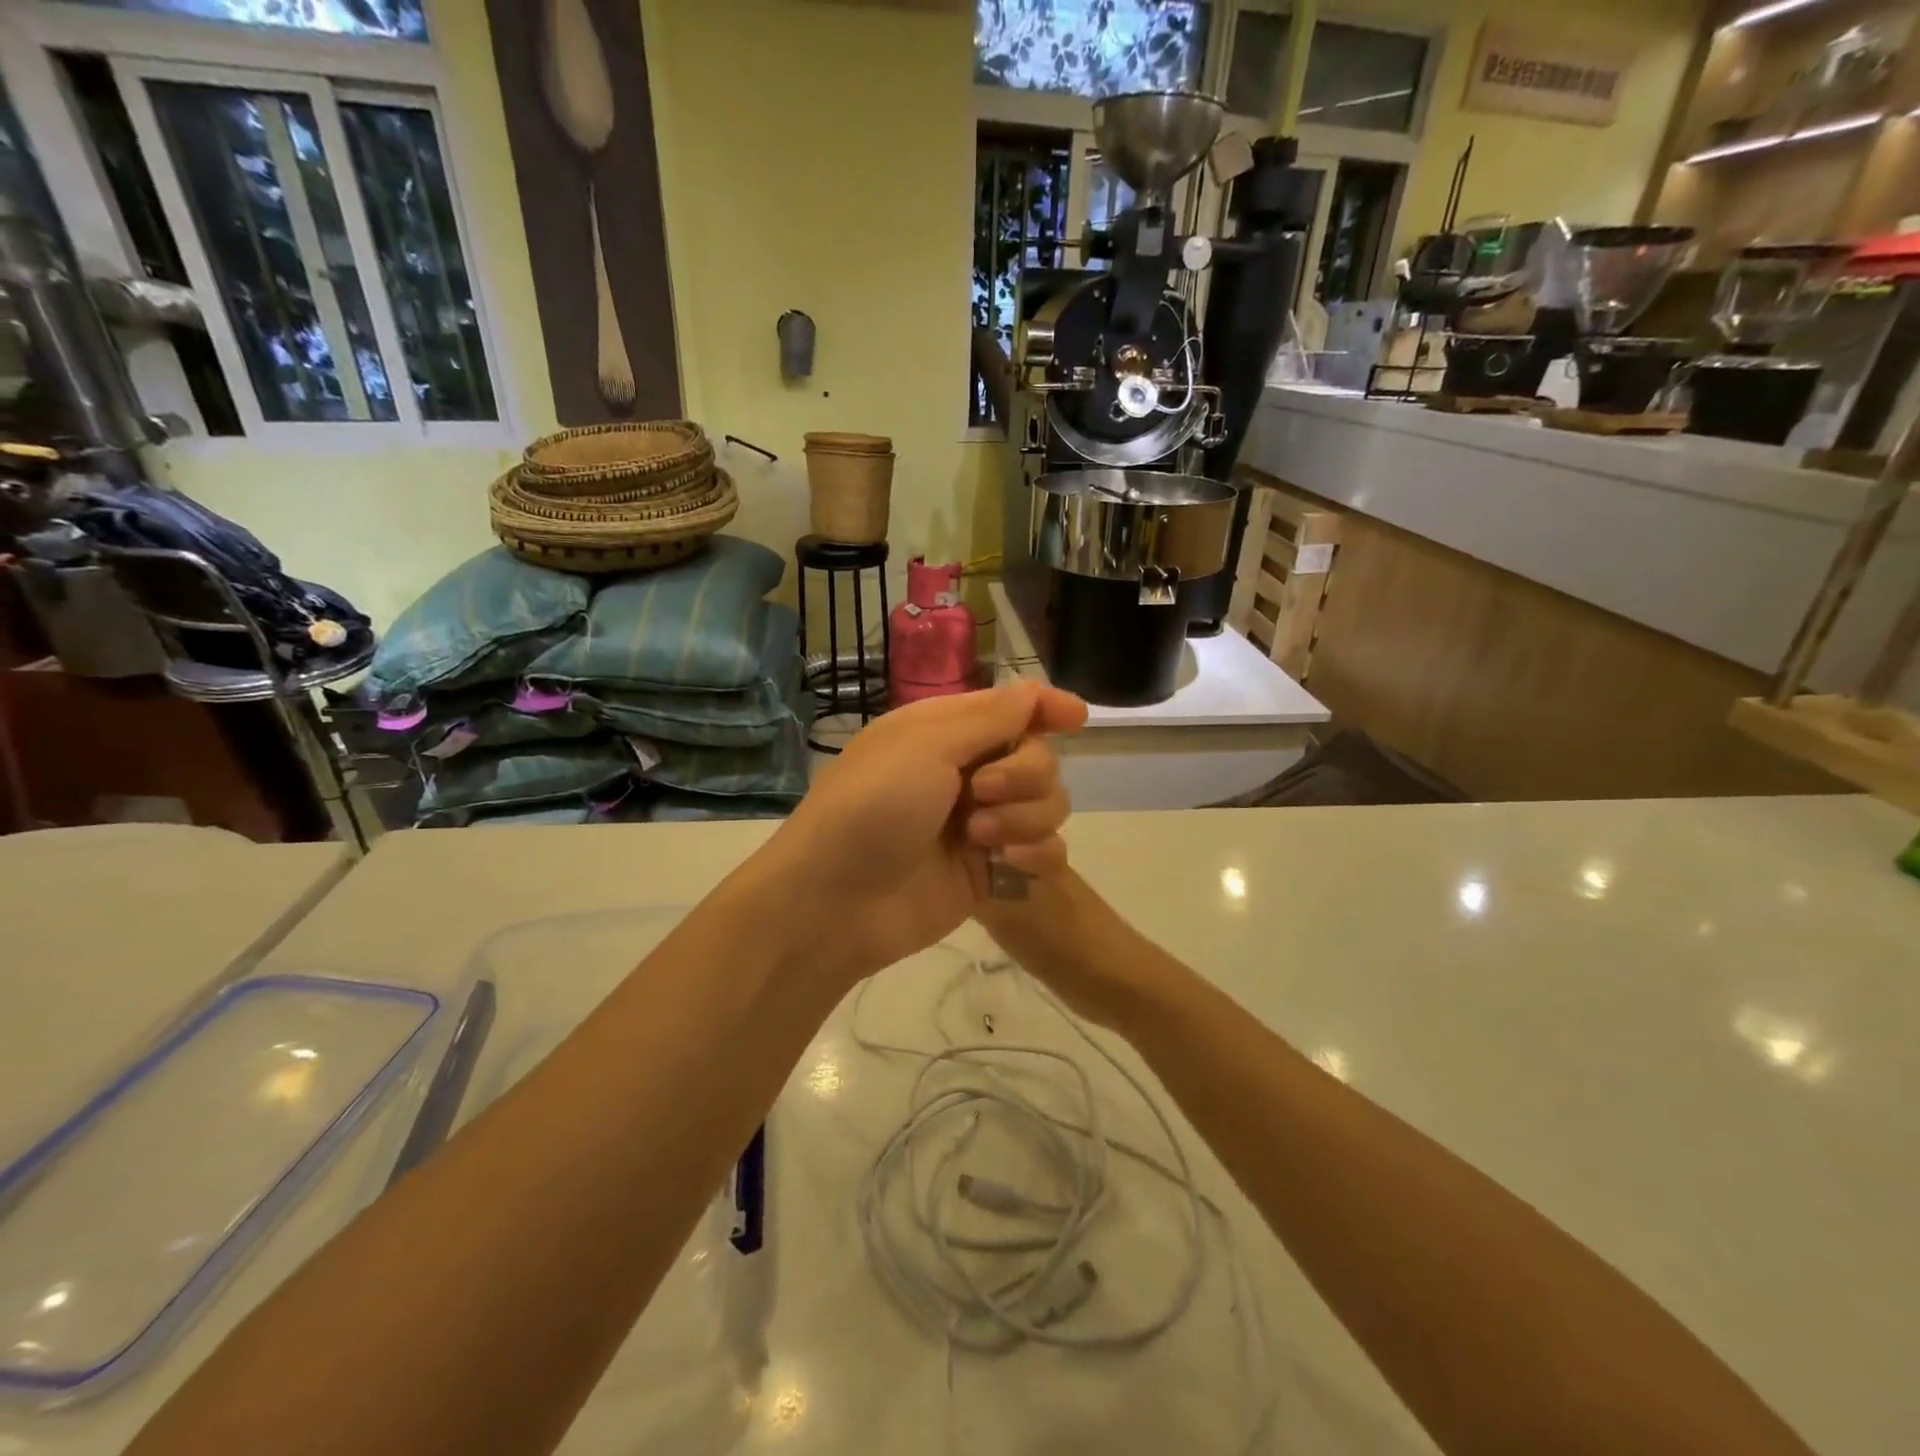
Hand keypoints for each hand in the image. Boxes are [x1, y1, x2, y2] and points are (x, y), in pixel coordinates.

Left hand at [764, 682, 1086, 977]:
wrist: (837, 902)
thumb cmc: (872, 807)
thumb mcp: (926, 745)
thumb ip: (990, 718)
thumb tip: (1034, 690)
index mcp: (945, 732)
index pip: (1010, 708)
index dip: (1046, 707)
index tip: (1077, 718)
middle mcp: (967, 773)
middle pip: (1039, 757)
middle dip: (1025, 773)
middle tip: (981, 794)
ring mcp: (981, 823)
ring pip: (1048, 804)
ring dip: (1025, 817)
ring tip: (978, 839)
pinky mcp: (991, 871)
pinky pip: (1045, 852)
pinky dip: (1037, 855)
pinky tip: (1009, 866)